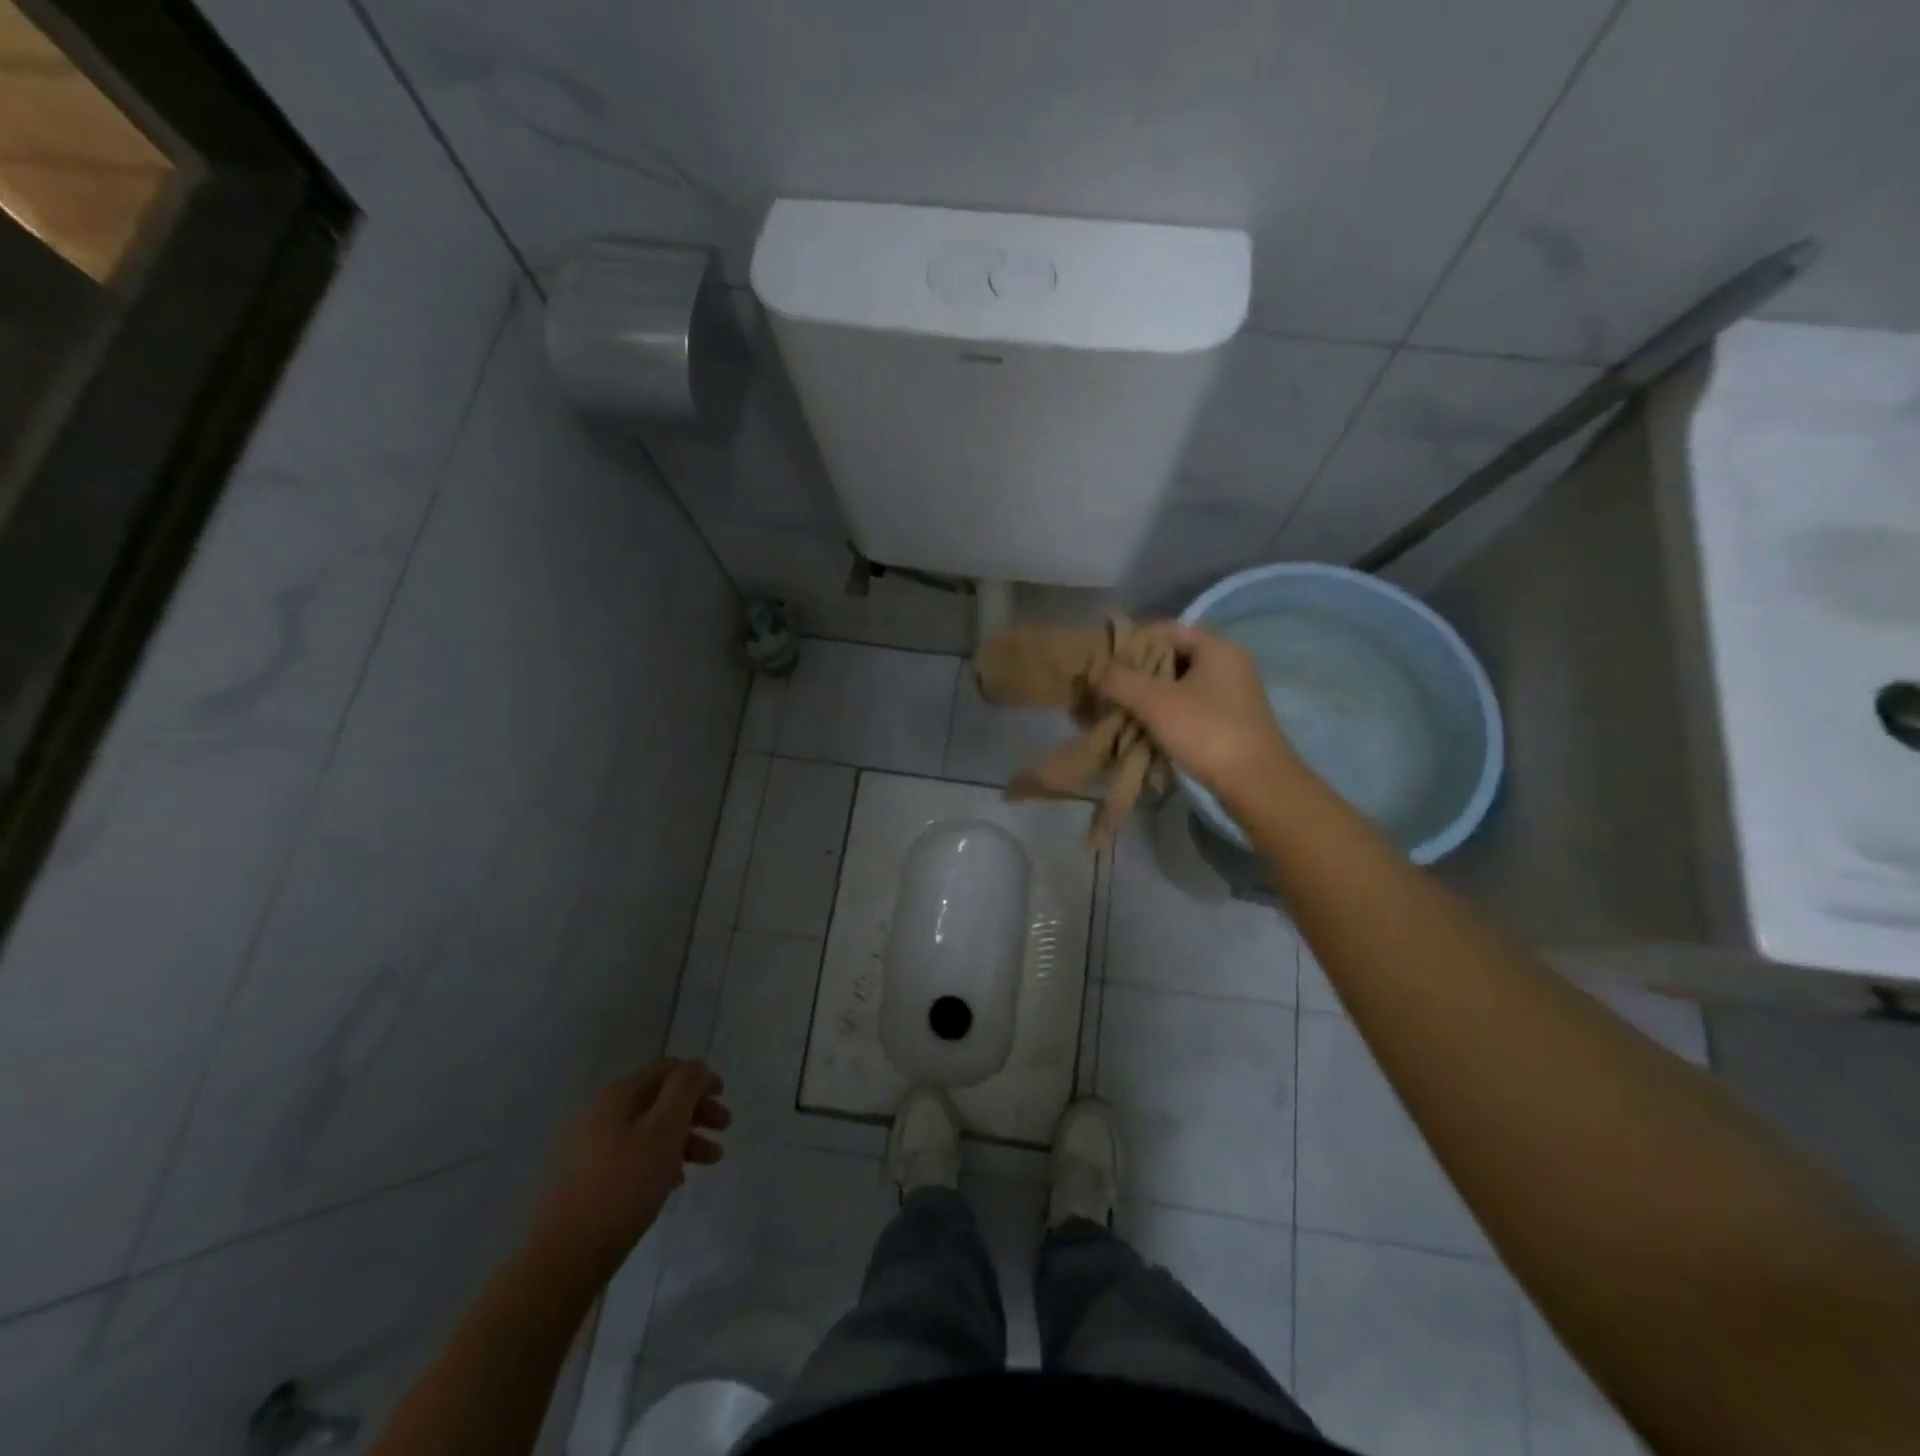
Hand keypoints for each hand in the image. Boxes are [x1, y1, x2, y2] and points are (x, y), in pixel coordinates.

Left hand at [528, 1059, 729, 1273]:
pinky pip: (633, 1156)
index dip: (699, 1077)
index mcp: (617, 1096)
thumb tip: (696, 1065)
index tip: (724, 1097)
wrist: (565, 1258)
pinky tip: (675, 1182)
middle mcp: (601, 1114)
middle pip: (659, 1099)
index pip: (667, 1069)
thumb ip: (685, 1089)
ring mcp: (590, 1148)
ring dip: (684, 1138)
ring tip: (711, 1160)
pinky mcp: (587, 1181)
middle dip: (696, 1110)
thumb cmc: (623, 1186)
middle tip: (724, 1128)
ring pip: (649, 1130)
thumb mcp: (665, 1129)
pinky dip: (660, 1160)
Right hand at [1094, 623, 1300, 806]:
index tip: (1104, 663)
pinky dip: (1165, 713)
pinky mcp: (1230, 719)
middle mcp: (1228, 663)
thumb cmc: (1206, 730)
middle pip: (1171, 657)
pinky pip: (1189, 706)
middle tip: (1107, 688)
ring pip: (1179, 684)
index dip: (1131, 642)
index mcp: (1216, 646)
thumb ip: (1120, 680)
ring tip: (1119, 710)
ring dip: (1148, 696)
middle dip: (1136, 673)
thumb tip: (1094, 669)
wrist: (1255, 783)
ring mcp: (1232, 693)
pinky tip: (1143, 728)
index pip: (1164, 630)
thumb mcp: (1155, 702)